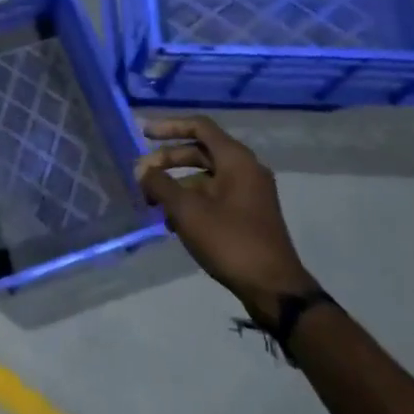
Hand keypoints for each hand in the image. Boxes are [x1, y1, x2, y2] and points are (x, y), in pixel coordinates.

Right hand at [134, 116, 314, 325]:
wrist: (273, 287)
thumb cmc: (230, 241)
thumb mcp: (187, 211)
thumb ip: (160, 185)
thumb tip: (141, 170)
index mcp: (236, 160)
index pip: (199, 126)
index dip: (169, 126)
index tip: (143, 134)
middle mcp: (245, 169)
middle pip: (200, 151)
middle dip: (167, 160)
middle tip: (140, 174)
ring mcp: (249, 192)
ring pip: (205, 176)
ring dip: (176, 184)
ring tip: (151, 203)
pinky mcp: (247, 213)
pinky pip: (213, 195)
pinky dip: (191, 200)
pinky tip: (171, 222)